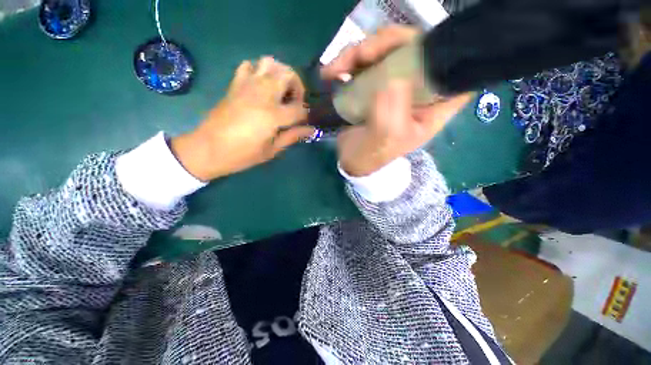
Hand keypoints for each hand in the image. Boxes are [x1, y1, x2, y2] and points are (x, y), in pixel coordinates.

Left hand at [171, 57, 314, 180]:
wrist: (208, 148)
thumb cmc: (242, 154)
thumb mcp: (271, 150)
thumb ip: (292, 136)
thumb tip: (311, 130)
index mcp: (273, 115)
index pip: (299, 108)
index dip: (306, 114)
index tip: (305, 121)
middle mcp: (262, 94)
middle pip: (288, 75)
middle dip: (297, 86)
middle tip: (295, 101)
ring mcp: (247, 86)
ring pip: (270, 63)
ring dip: (280, 74)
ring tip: (280, 91)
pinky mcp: (235, 84)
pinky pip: (249, 65)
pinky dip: (259, 70)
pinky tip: (261, 85)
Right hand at [322, 25, 471, 175]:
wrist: (352, 160)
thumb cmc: (372, 156)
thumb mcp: (385, 141)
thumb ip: (392, 115)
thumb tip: (394, 81)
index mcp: (432, 108)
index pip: (455, 72)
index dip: (443, 53)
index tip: (415, 49)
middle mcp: (418, 91)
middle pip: (416, 49)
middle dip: (387, 45)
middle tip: (360, 55)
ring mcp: (395, 85)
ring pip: (386, 51)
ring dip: (358, 53)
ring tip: (334, 70)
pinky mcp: (375, 83)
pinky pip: (366, 62)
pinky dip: (347, 62)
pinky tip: (331, 73)